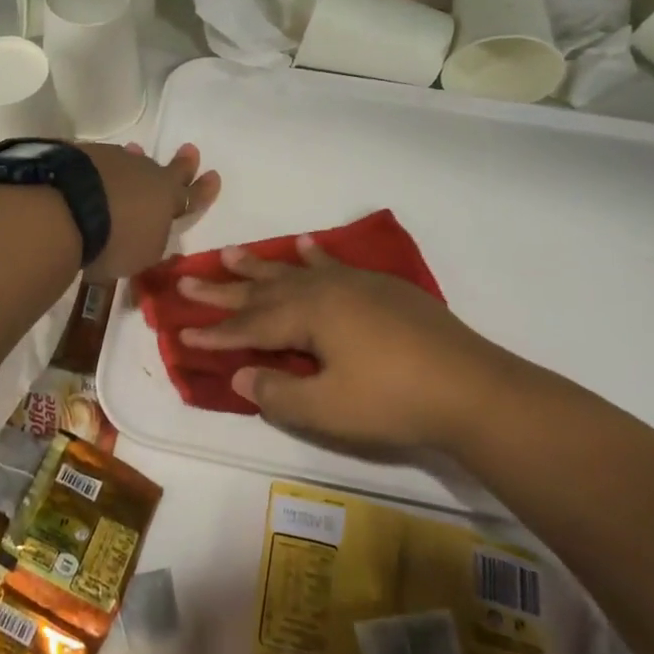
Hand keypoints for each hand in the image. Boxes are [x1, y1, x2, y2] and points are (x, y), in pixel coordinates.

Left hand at [80, 142, 219, 279]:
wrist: (67, 210)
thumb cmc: (114, 242)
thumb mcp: (142, 257)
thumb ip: (153, 245)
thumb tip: (156, 236)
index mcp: (168, 199)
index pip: (192, 196)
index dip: (204, 189)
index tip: (214, 176)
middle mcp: (147, 174)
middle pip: (169, 169)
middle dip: (183, 163)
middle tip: (190, 150)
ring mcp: (117, 160)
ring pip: (133, 161)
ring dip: (136, 163)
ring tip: (136, 154)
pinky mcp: (87, 155)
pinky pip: (103, 161)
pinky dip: (104, 168)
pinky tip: (95, 172)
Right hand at [177, 238, 536, 448]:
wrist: (472, 388)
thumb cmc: (394, 401)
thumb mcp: (327, 409)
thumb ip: (277, 392)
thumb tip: (239, 375)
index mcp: (308, 315)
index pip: (248, 326)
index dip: (214, 334)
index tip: (181, 334)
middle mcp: (324, 289)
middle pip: (262, 290)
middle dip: (223, 290)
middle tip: (186, 279)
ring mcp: (355, 284)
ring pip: (294, 270)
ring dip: (260, 265)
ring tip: (230, 253)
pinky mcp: (381, 288)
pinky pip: (334, 263)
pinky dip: (315, 255)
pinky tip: (308, 244)